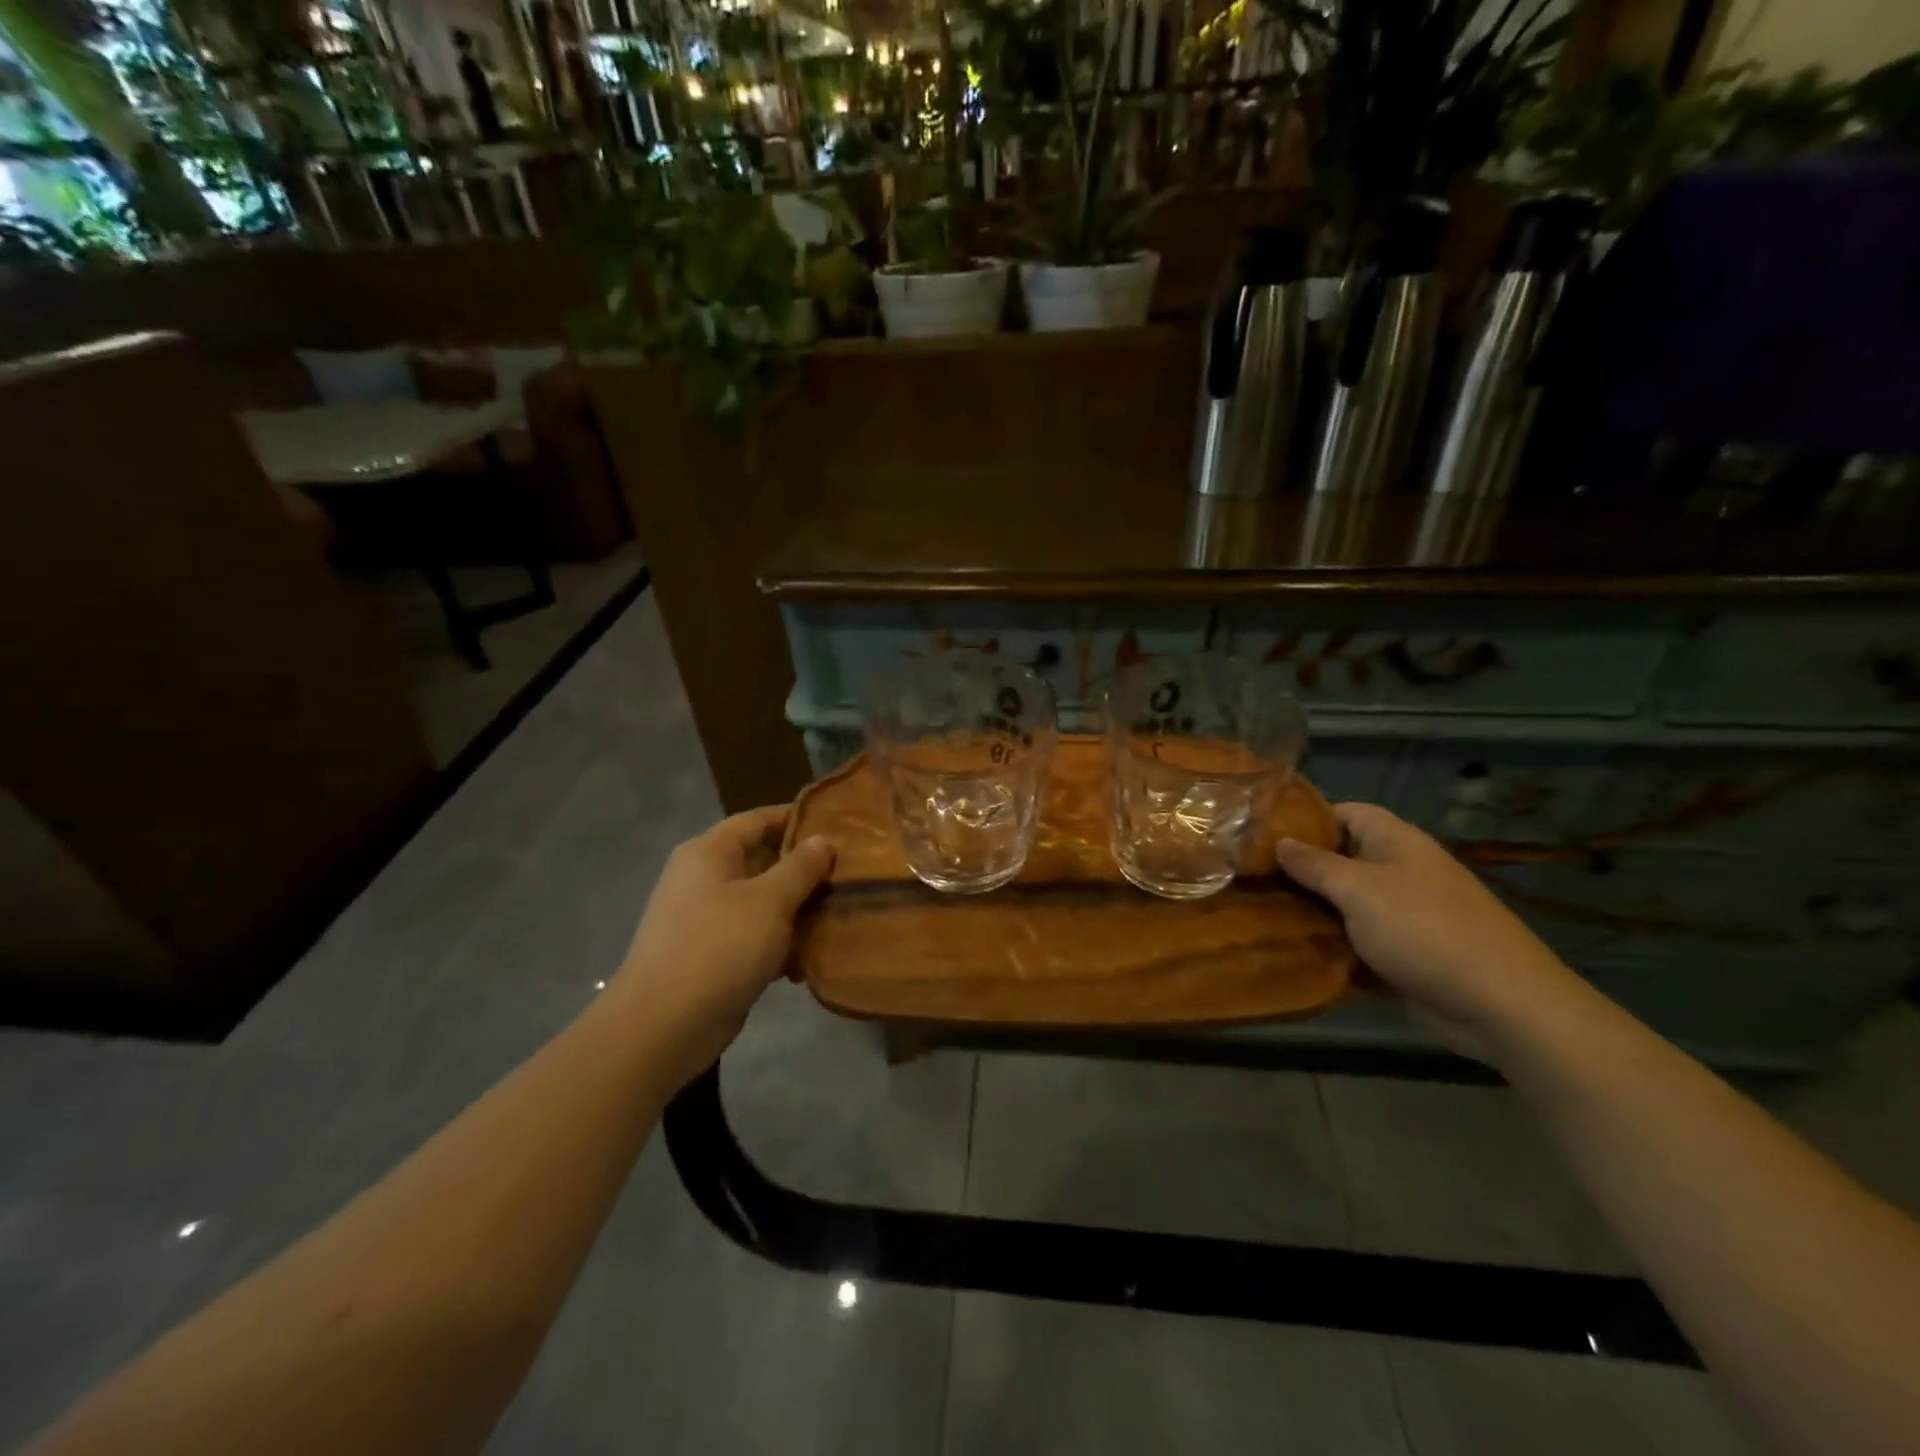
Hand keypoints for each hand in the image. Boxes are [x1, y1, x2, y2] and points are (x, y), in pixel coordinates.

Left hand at [613, 805, 834, 1087]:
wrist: (663, 1027)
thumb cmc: (718, 948)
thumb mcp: (769, 902)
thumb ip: (800, 868)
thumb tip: (822, 840)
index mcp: (710, 853)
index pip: (758, 820)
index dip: (797, 818)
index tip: (839, 825)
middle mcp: (705, 878)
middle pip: (763, 860)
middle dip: (805, 869)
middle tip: (850, 873)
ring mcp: (707, 919)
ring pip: (763, 902)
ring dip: (798, 909)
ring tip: (842, 912)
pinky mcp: (714, 955)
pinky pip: (756, 936)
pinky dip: (782, 943)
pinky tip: (813, 956)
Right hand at [1276, 802, 1585, 1060]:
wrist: (1500, 1005)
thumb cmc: (1423, 930)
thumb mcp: (1358, 889)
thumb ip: (1314, 865)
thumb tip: (1279, 843)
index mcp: (1396, 842)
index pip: (1344, 812)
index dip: (1305, 818)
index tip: (1261, 834)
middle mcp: (1400, 871)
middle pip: (1341, 859)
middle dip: (1299, 869)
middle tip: (1250, 878)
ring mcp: (1404, 915)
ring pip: (1345, 904)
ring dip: (1311, 911)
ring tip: (1259, 913)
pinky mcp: (1404, 954)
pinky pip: (1357, 941)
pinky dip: (1331, 945)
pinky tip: (1292, 951)